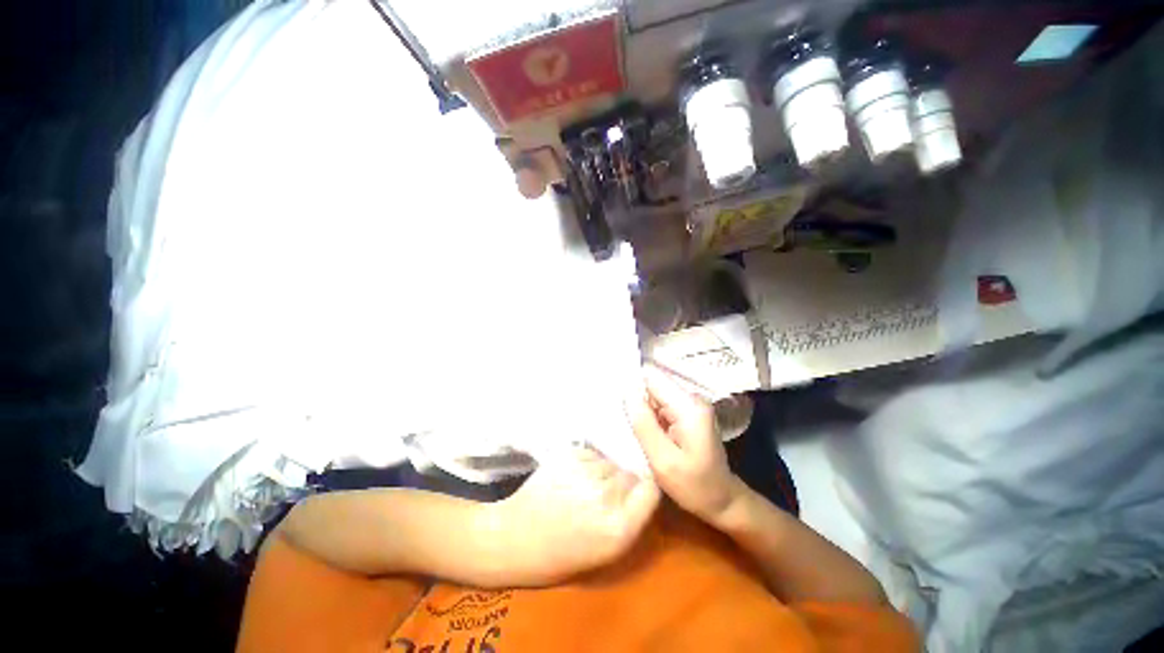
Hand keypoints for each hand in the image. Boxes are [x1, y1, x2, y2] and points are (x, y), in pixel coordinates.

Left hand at [484, 446, 659, 586]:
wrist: (514, 537)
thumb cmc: (560, 554)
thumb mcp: (605, 550)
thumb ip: (630, 518)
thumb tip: (642, 486)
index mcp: (618, 527)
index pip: (652, 489)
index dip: (646, 489)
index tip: (638, 493)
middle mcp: (606, 495)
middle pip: (630, 474)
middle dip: (622, 483)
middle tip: (602, 496)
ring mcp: (586, 471)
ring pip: (610, 462)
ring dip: (603, 472)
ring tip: (583, 487)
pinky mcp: (570, 454)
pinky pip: (592, 454)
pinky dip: (587, 462)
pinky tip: (571, 477)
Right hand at [625, 365, 742, 523]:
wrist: (723, 501)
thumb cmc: (695, 486)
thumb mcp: (663, 461)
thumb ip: (643, 424)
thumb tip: (627, 391)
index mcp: (689, 406)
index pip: (652, 377)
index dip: (632, 385)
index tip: (617, 404)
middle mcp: (692, 398)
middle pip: (653, 385)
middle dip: (635, 400)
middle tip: (625, 425)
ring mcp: (691, 404)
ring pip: (654, 395)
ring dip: (641, 410)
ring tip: (634, 432)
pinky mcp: (687, 413)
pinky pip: (660, 406)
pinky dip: (650, 417)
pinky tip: (646, 434)